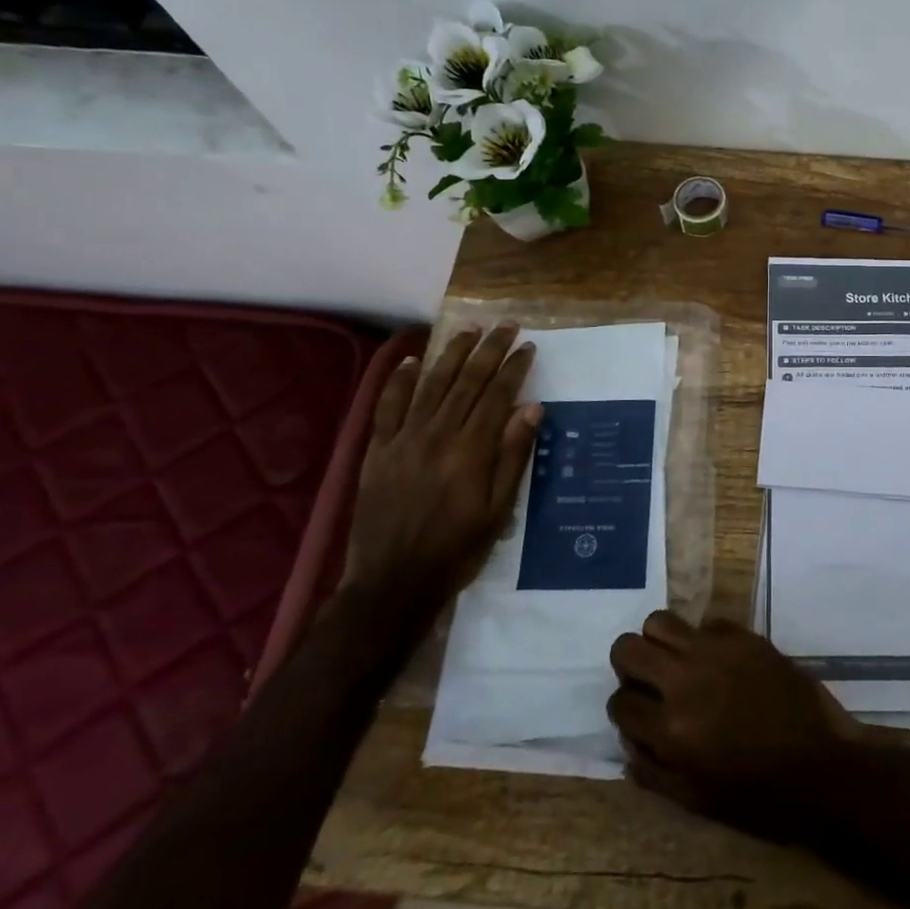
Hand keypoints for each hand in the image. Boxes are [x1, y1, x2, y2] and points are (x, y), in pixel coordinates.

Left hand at [344, 323, 540, 617]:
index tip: (528, 347)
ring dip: (451, 353)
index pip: (498, 394)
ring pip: (431, 384)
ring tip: (468, 329)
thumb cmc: (456, 549)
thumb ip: (513, 456)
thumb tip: (532, 408)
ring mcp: (404, 439)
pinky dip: (397, 380)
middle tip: (506, 325)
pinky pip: (387, 405)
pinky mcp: (378, 450)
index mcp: (471, 449)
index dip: (514, 367)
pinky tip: (409, 360)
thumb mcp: (499, 510)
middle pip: (467, 380)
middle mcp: (438, 433)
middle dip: (489, 349)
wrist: (392, 583)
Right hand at [607, 612, 866, 841]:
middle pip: (627, 648)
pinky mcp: (743, 635)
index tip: (639, 715)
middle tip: (648, 682)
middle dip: (629, 666)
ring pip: (659, 621)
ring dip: (659, 642)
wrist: (822, 765)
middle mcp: (686, 681)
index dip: (624, 711)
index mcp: (672, 729)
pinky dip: (702, 639)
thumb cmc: (760, 796)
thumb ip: (654, 771)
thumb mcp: (697, 800)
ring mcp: (715, 650)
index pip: (619, 703)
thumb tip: (628, 741)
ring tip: (677, 663)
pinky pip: (705, 622)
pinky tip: (718, 661)